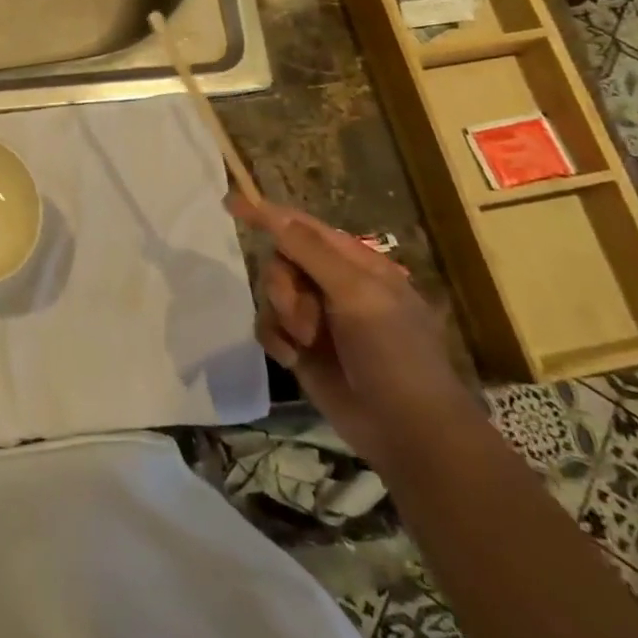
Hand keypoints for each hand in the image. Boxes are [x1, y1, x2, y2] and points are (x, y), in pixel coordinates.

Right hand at [232, 195, 476, 462]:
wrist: (408, 433)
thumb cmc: (394, 354)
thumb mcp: (357, 294)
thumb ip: (311, 251)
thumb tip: (273, 212)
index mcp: (356, 264)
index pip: (303, 226)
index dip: (268, 214)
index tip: (230, 204)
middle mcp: (334, 285)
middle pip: (282, 260)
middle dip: (283, 285)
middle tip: (301, 315)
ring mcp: (317, 317)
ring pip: (271, 293)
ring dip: (283, 315)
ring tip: (305, 343)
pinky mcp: (302, 348)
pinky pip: (268, 326)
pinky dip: (276, 339)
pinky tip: (292, 359)